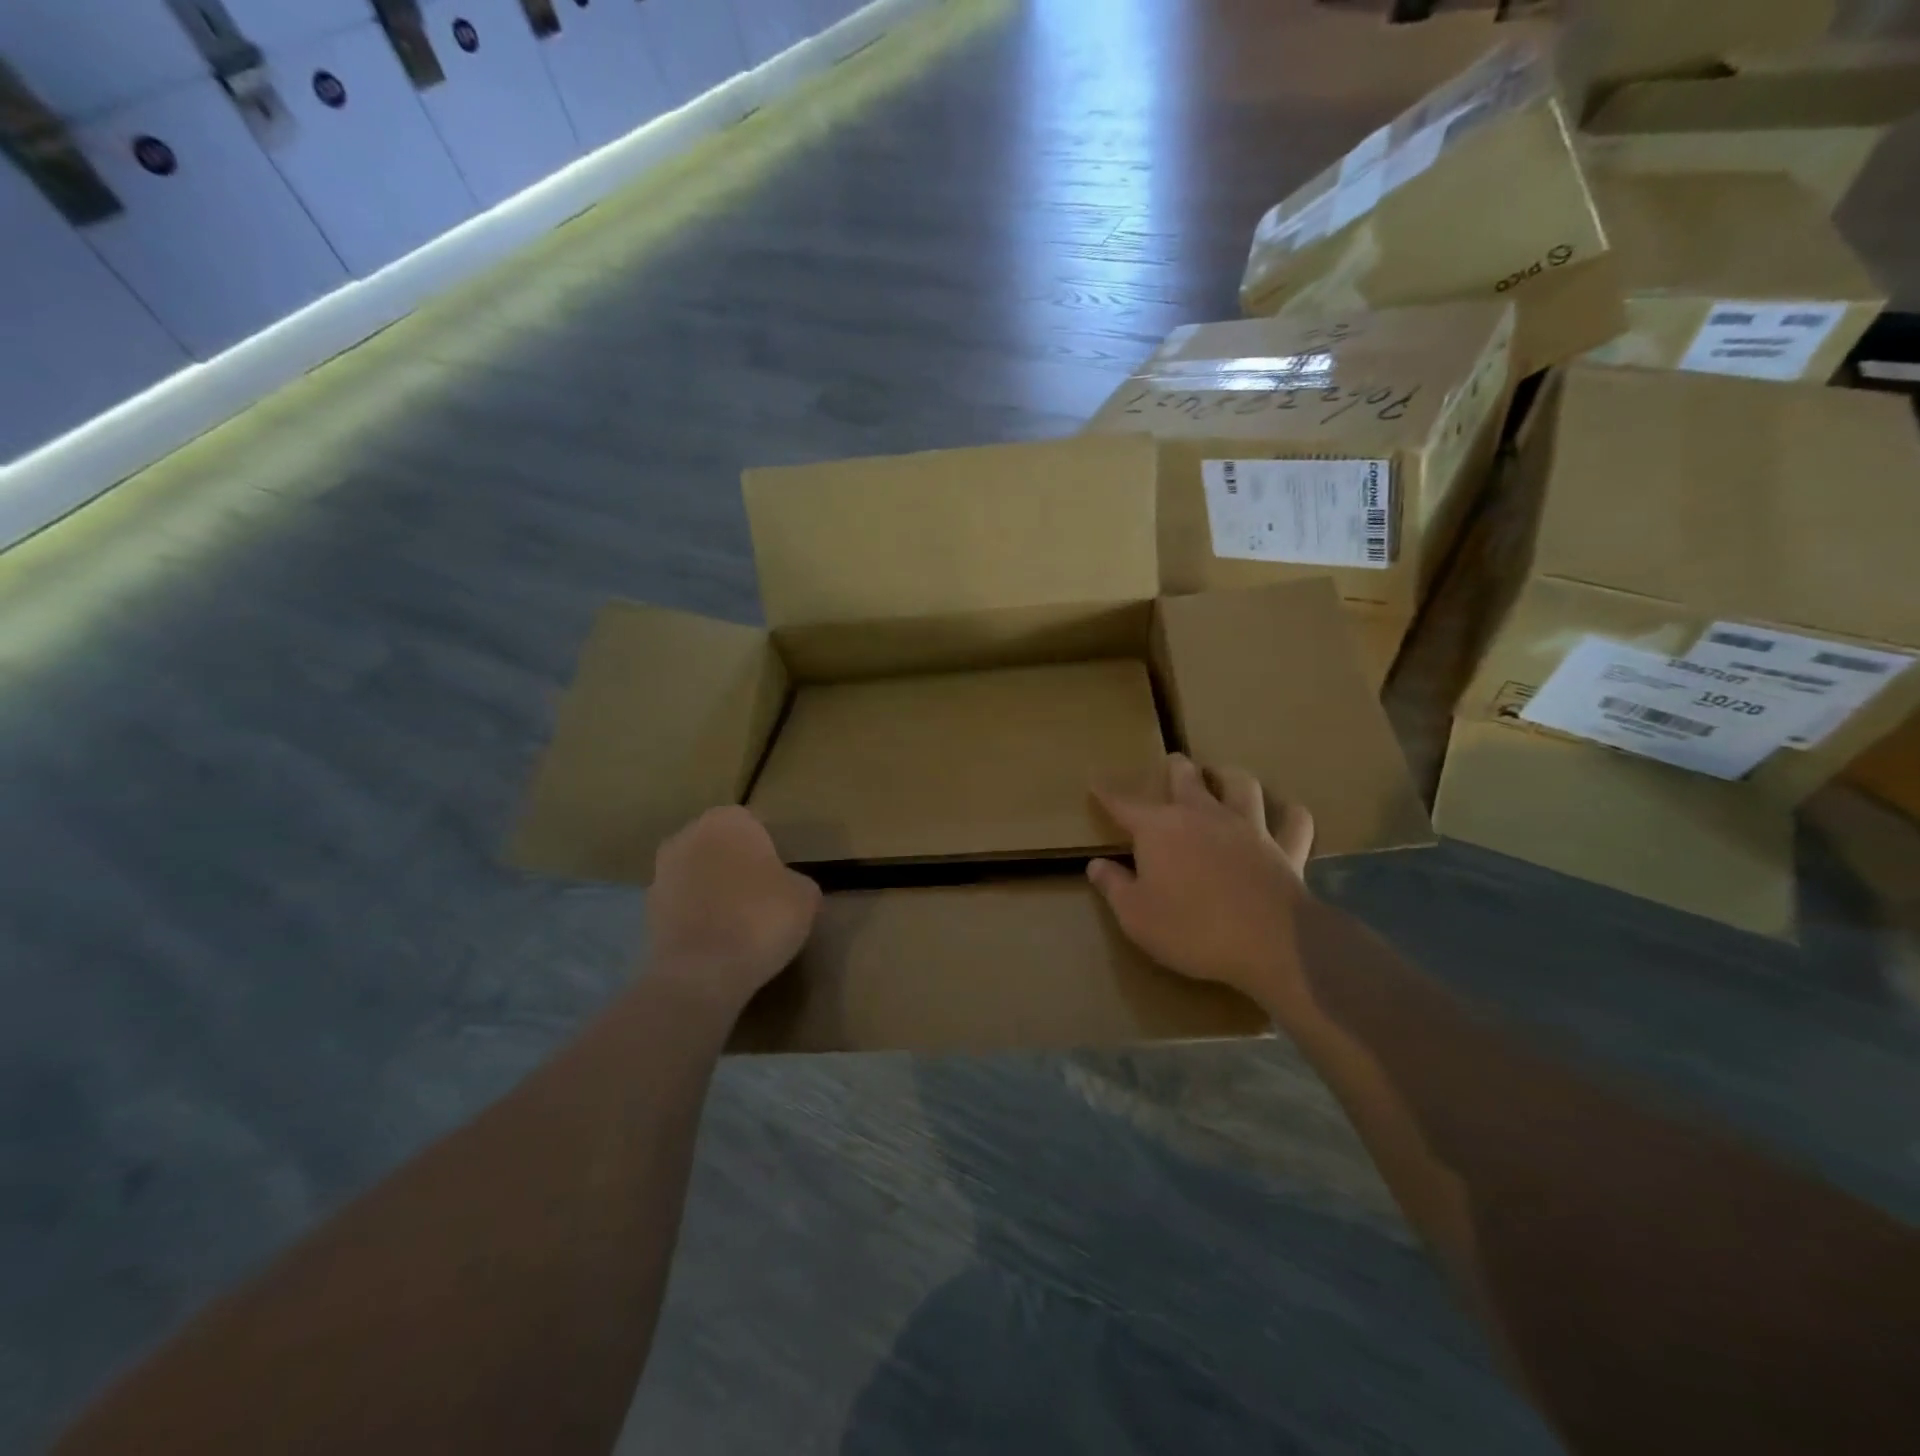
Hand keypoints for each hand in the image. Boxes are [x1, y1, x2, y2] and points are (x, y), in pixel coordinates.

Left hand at [645, 807, 821, 1016]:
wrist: (701, 973)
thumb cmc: (761, 919)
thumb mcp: (805, 896)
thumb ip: (796, 880)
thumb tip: (786, 887)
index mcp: (727, 820)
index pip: (755, 826)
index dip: (770, 853)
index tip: (782, 880)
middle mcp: (688, 836)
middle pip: (721, 848)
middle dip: (737, 868)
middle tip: (762, 899)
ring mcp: (660, 873)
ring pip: (699, 877)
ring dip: (714, 893)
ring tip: (740, 926)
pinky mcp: (646, 911)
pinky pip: (683, 907)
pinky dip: (697, 919)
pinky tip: (717, 944)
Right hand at [1089, 755, 1314, 1016]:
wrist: (1269, 944)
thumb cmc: (1191, 929)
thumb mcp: (1136, 915)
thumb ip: (1114, 886)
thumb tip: (1096, 865)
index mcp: (1160, 829)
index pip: (1124, 804)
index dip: (1107, 793)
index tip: (1095, 782)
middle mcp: (1203, 816)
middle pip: (1186, 778)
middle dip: (1176, 768)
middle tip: (1173, 763)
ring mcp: (1248, 828)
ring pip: (1242, 785)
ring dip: (1230, 777)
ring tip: (1224, 776)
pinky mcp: (1285, 849)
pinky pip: (1294, 822)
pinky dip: (1290, 815)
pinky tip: (1288, 812)